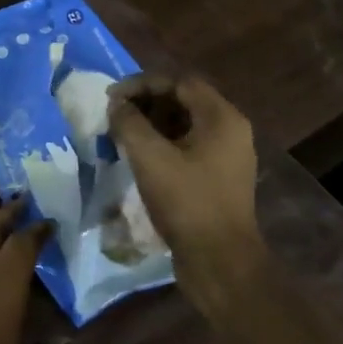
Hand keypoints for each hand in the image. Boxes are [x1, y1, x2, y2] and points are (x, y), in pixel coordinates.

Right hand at [107, 74, 264, 319]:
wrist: (219, 262)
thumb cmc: (186, 202)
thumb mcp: (150, 157)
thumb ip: (129, 123)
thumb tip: (117, 104)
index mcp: (221, 118)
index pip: (179, 82)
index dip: (142, 84)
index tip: (112, 98)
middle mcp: (230, 130)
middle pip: (183, 100)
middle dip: (145, 103)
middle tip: (114, 115)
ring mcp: (226, 155)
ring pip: (184, 124)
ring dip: (151, 124)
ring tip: (121, 134)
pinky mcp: (218, 177)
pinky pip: (188, 146)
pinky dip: (162, 143)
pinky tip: (138, 157)